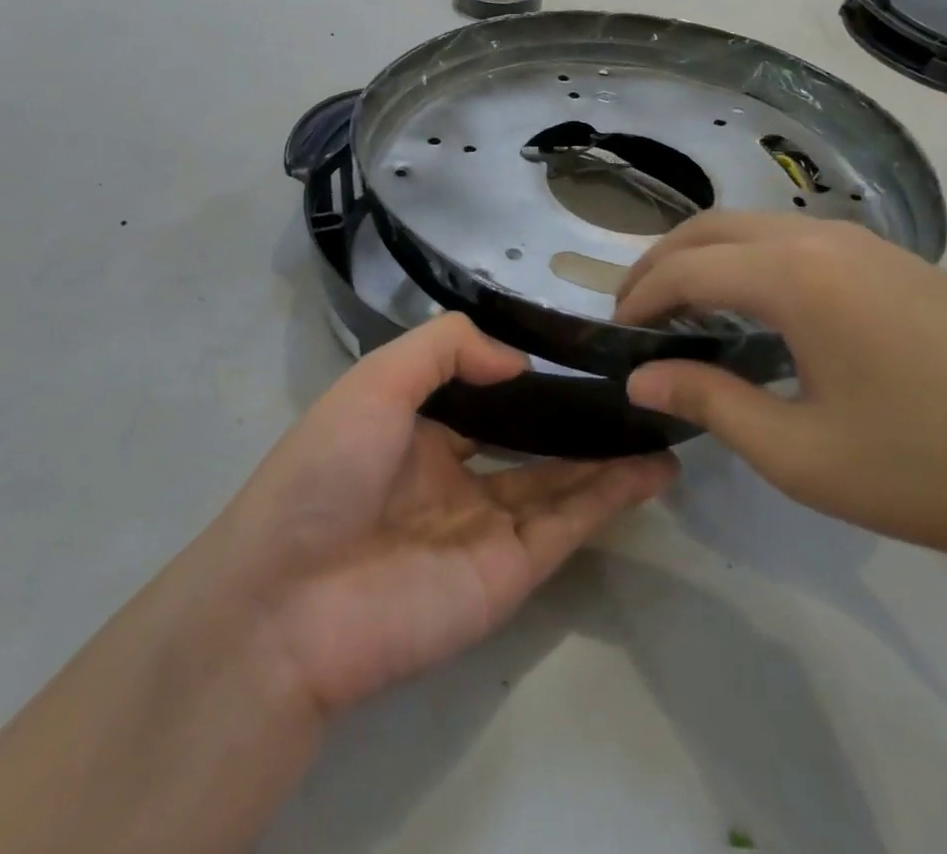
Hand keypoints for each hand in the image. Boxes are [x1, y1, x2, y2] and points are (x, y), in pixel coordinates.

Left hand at [206, 314, 676, 714]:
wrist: (287, 599)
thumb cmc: (326, 469)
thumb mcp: (376, 379)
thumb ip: (446, 348)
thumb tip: (519, 360)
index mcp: (417, 430)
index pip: (484, 396)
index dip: (526, 374)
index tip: (575, 350)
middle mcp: (454, 475)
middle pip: (531, 441)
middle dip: (577, 418)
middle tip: (632, 389)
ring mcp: (485, 526)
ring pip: (561, 482)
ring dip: (609, 456)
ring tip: (659, 424)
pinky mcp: (509, 572)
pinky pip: (568, 524)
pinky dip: (610, 497)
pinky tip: (650, 468)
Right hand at [614, 212, 946, 575]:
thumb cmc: (935, 469)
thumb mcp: (802, 453)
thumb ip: (710, 403)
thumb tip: (640, 379)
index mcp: (794, 274)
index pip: (686, 267)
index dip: (638, 296)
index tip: (613, 333)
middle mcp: (824, 238)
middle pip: (714, 228)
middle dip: (661, 262)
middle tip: (635, 313)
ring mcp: (870, 245)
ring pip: (757, 228)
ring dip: (708, 257)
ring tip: (686, 311)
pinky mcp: (901, 265)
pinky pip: (799, 242)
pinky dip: (753, 262)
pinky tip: (760, 312)